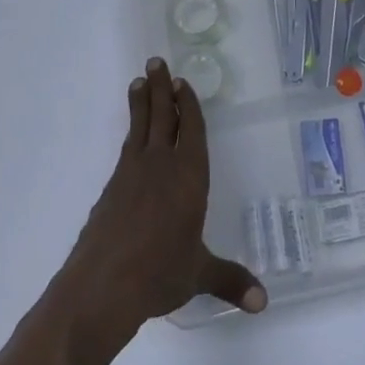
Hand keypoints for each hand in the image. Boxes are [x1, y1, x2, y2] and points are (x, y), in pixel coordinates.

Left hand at [60, 57, 265, 341]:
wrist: (102, 286)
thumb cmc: (159, 274)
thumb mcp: (199, 275)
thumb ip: (230, 281)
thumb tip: (263, 302)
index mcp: (189, 177)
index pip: (192, 131)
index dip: (189, 105)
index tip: (182, 81)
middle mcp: (161, 165)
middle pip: (163, 117)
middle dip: (162, 88)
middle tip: (156, 61)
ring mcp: (131, 174)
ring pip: (140, 127)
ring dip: (142, 102)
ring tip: (139, 80)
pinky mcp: (111, 189)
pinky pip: (126, 148)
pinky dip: (131, 131)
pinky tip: (131, 134)